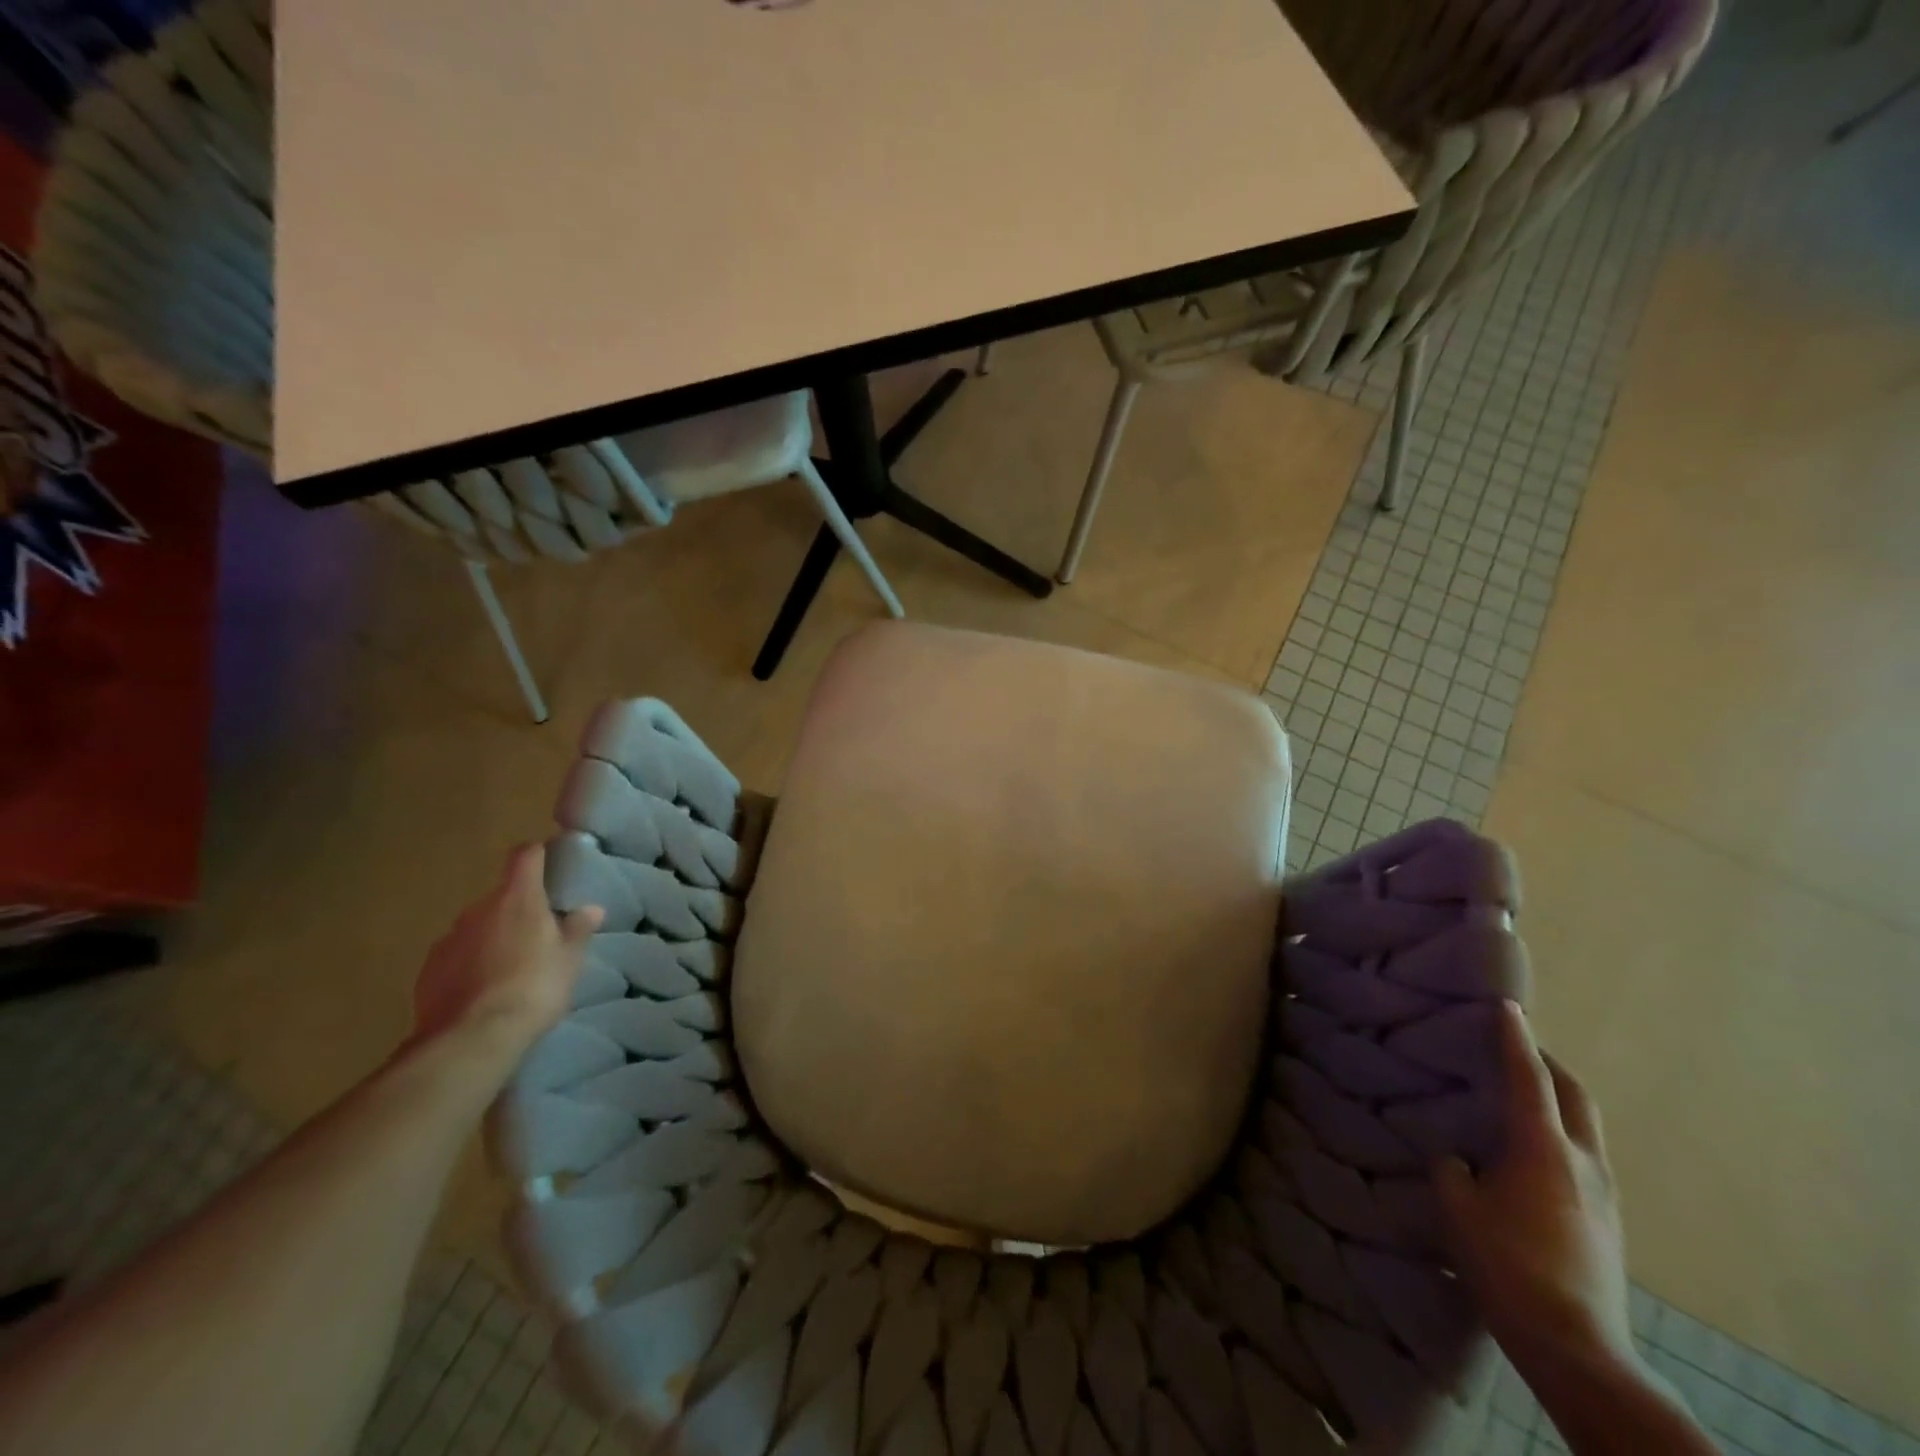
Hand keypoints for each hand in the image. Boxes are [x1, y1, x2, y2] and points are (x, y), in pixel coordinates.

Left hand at [411, 844, 603, 1066]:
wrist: (471, 1039)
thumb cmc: (534, 987)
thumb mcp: (570, 959)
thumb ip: (578, 929)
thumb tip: (590, 909)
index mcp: (517, 898)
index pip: (525, 855)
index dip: (538, 854)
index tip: (550, 863)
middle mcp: (478, 909)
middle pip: (501, 895)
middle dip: (518, 908)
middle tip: (539, 933)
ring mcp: (448, 939)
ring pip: (477, 927)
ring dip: (493, 937)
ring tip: (511, 967)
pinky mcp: (428, 971)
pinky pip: (456, 956)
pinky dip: (470, 964)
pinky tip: (484, 990)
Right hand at [1437, 1001, 1633, 1377]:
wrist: (1577, 1346)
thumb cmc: (1507, 1264)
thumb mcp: (1457, 1207)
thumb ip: (1453, 1169)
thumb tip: (1459, 1159)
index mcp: (1541, 1147)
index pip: (1526, 1076)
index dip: (1514, 1037)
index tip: (1506, 1004)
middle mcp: (1581, 1160)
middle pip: (1573, 1094)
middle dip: (1547, 1063)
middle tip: (1518, 1046)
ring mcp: (1603, 1193)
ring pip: (1584, 1125)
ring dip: (1557, 1099)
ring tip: (1522, 1095)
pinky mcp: (1608, 1221)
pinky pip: (1583, 1155)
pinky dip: (1560, 1133)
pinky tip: (1531, 1152)